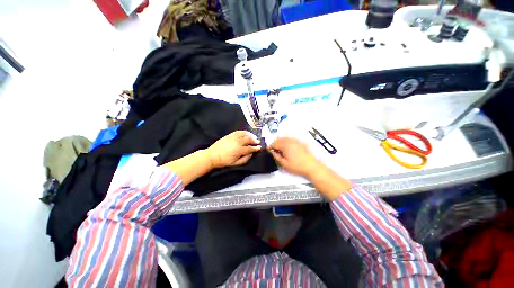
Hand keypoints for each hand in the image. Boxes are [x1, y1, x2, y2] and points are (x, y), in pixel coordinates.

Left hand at [206, 131, 260, 168]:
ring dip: (250, 135)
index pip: (250, 148)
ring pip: (244, 134)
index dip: (256, 148)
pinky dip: (244, 132)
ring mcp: (233, 137)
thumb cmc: (224, 161)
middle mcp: (237, 142)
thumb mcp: (235, 164)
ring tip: (253, 137)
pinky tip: (246, 133)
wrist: (212, 155)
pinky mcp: (229, 135)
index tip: (259, 148)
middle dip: (254, 140)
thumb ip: (245, 159)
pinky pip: (239, 131)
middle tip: (258, 142)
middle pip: (249, 139)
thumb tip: (251, 154)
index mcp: (239, 150)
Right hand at [268, 137, 319, 177]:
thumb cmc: (296, 166)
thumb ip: (276, 156)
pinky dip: (286, 141)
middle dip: (275, 143)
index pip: (274, 143)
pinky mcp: (300, 142)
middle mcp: (290, 141)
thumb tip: (272, 152)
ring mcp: (296, 141)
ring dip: (280, 142)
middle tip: (273, 150)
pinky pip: (290, 139)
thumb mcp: (284, 164)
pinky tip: (287, 147)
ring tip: (279, 149)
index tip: (268, 150)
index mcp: (285, 145)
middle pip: (279, 139)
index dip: (270, 147)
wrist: (311, 166)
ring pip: (285, 138)